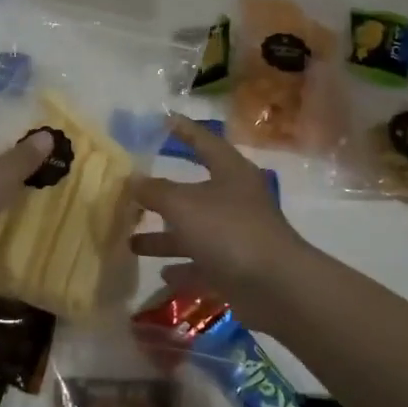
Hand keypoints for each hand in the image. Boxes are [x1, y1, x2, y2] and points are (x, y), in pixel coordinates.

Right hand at [131, 115, 309, 319]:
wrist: (276, 287)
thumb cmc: (229, 231)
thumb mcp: (184, 205)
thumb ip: (155, 191)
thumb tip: (133, 179)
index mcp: (230, 171)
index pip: (203, 141)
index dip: (183, 130)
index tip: (162, 119)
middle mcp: (235, 199)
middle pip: (193, 191)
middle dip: (162, 194)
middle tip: (132, 191)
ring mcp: (237, 235)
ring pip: (194, 230)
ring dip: (165, 236)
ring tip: (131, 240)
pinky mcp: (236, 268)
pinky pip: (203, 264)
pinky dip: (183, 267)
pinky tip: (161, 273)